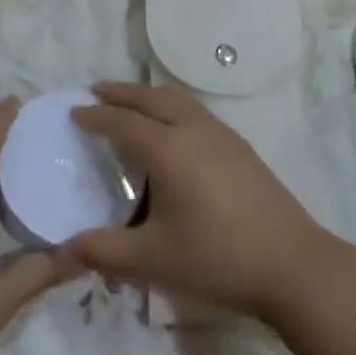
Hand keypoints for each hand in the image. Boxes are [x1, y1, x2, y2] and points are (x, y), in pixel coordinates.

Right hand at [69, 82, 336, 322]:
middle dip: (121, 93)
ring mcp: (220, 134)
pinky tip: (175, 126)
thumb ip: (105, 251)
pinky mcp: (240, 146)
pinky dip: (172, 105)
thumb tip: (64, 247)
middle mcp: (191, 128)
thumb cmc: (216, 257)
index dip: (96, 116)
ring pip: (176, 99)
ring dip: (148, 95)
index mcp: (167, 148)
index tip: (74, 111)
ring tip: (132, 102)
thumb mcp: (153, 260)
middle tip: (97, 91)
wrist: (292, 263)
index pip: (122, 121)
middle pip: (150, 98)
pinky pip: (194, 110)